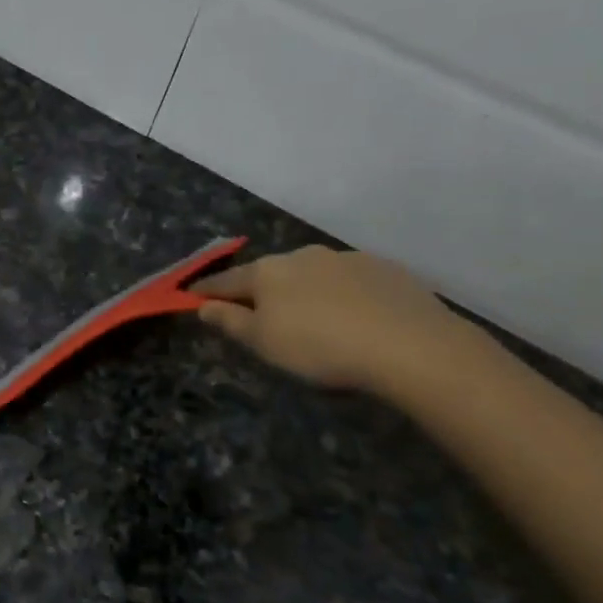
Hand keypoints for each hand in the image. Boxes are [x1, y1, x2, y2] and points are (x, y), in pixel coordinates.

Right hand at [191, 245, 468, 394]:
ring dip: (303, 290)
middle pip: (270, 273)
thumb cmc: (321, 346)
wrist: (411, 345)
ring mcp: (346, 258)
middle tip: (259, 314)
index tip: (192, 295)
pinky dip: (340, 294)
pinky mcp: (385, 269)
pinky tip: (353, 317)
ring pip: (312, 273)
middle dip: (260, 290)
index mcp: (268, 272)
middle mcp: (303, 255)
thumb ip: (230, 322)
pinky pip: (349, 281)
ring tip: (312, 318)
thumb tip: (203, 306)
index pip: (227, 280)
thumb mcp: (264, 343)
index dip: (207, 290)